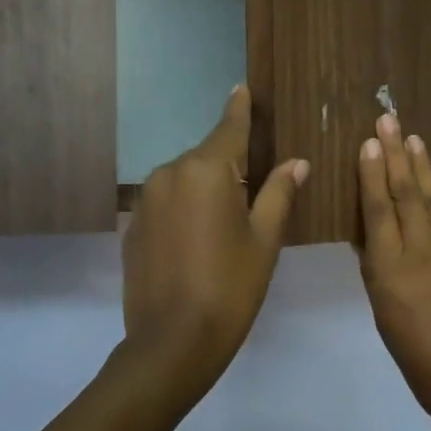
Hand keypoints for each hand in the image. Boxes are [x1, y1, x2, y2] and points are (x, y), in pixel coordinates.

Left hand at [122, 85, 308, 394]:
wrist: (172, 342)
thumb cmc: (230, 288)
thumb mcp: (264, 240)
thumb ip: (279, 193)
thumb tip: (297, 163)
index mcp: (207, 171)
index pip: (229, 128)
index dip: (239, 109)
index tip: (241, 88)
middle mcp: (170, 174)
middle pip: (207, 157)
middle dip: (229, 165)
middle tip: (254, 190)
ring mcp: (146, 200)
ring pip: (185, 180)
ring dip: (206, 190)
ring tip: (225, 225)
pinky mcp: (133, 226)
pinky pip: (166, 204)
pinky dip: (184, 210)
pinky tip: (196, 242)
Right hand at [357, 112, 430, 424]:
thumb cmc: (417, 360)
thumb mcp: (384, 315)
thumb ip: (380, 272)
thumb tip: (376, 240)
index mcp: (391, 269)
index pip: (379, 209)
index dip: (372, 173)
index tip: (369, 142)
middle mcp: (424, 251)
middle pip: (408, 193)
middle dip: (397, 154)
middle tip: (390, 119)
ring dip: (423, 168)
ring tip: (415, 139)